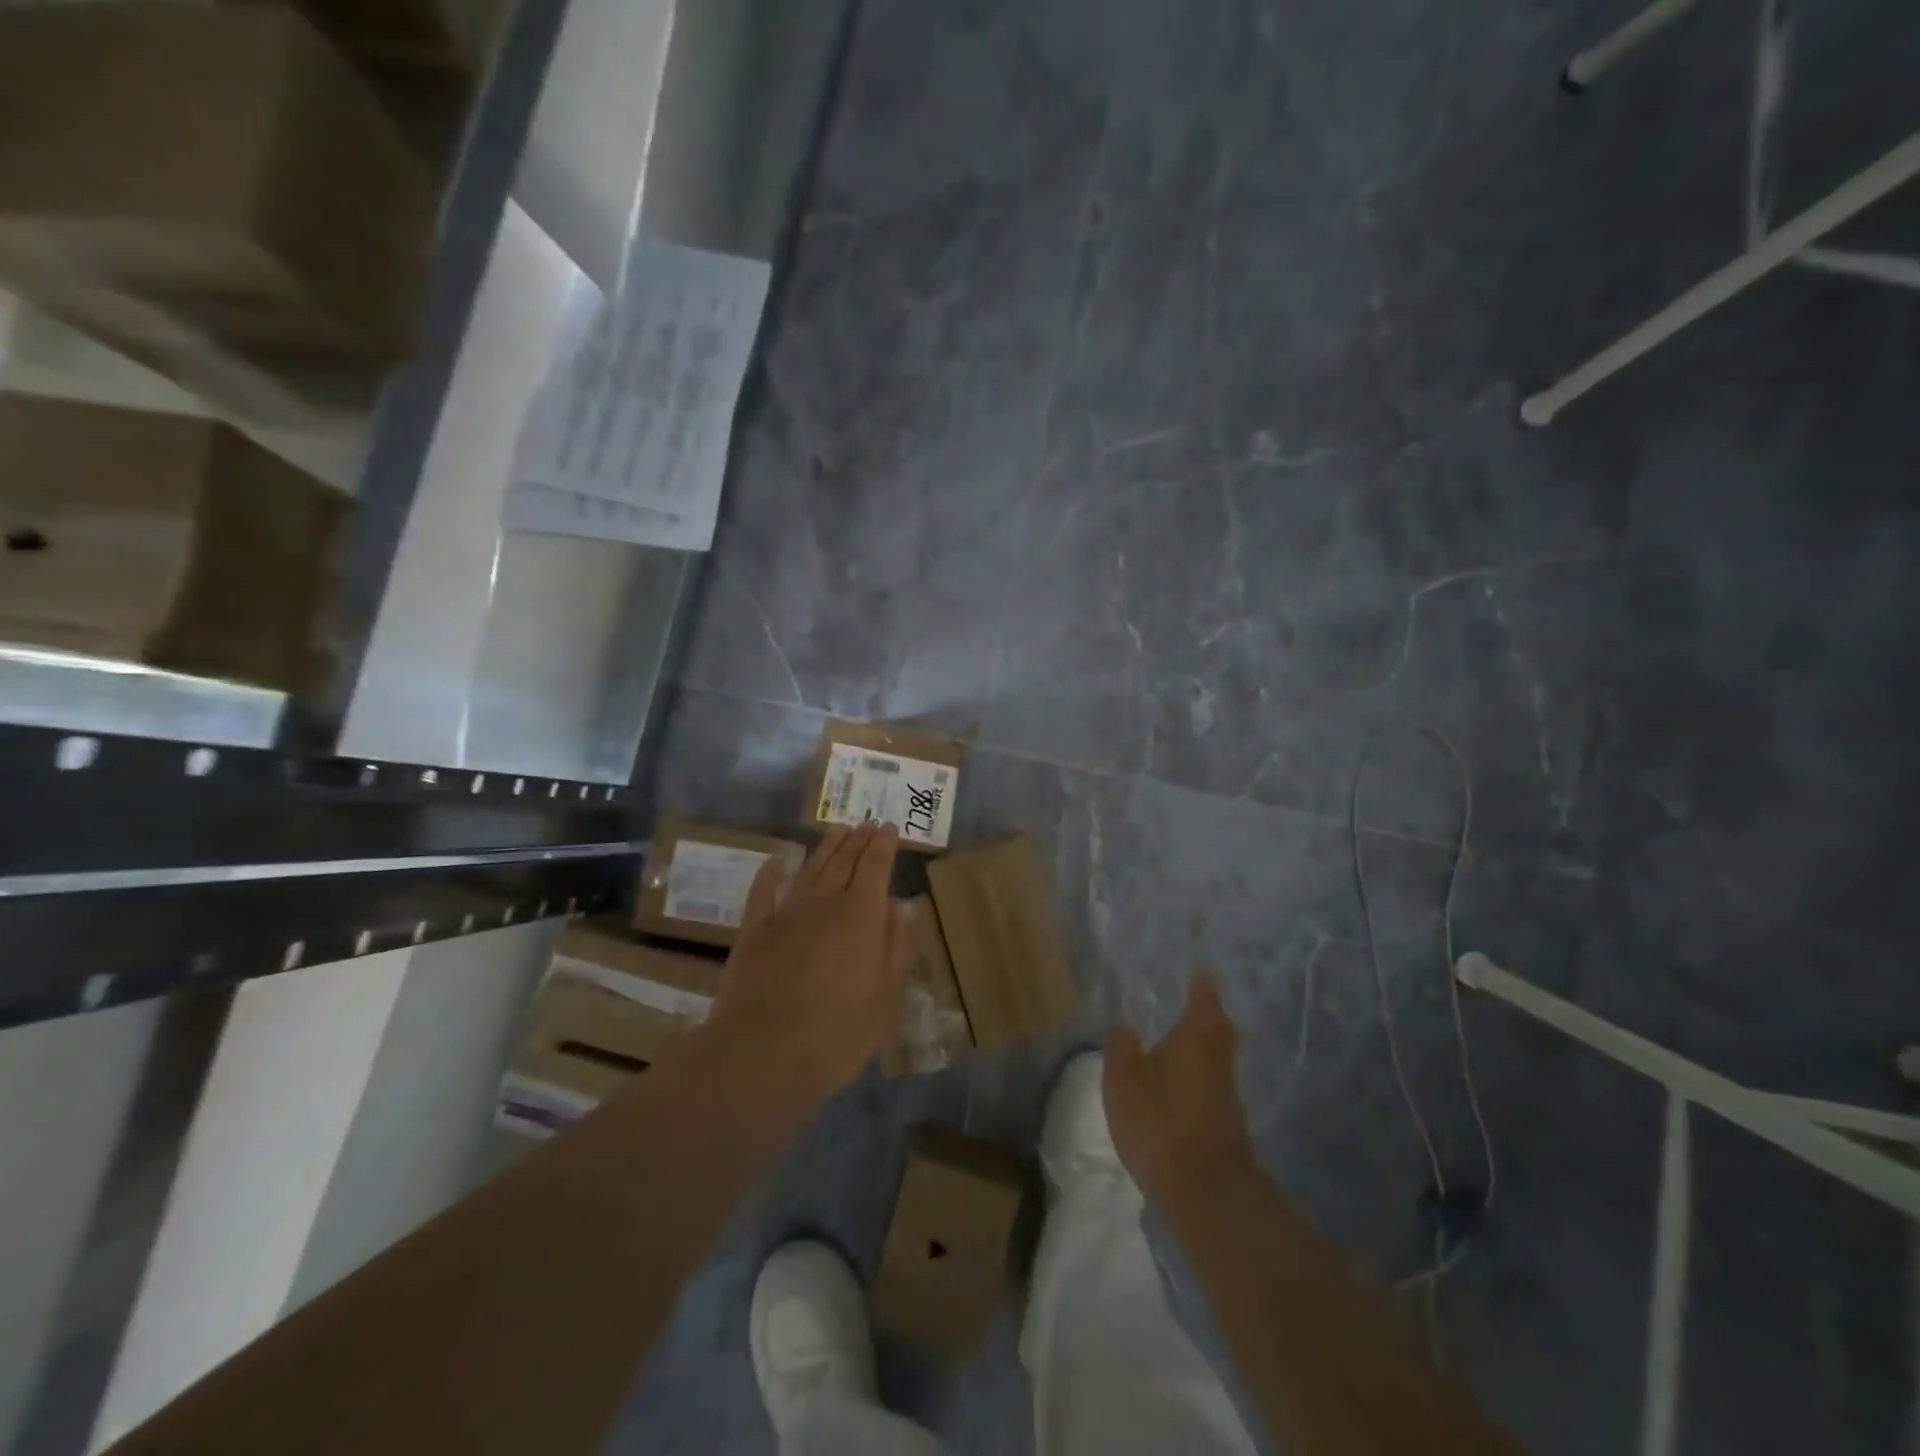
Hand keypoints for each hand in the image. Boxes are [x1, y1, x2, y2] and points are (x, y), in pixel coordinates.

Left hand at [707, 824, 911, 1104]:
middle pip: (843, 861)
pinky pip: (762, 893)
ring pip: (809, 869)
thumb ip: (895, 946)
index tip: (888, 827)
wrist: (764, 1055)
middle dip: (857, 840)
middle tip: (865, 823)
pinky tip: (777, 860)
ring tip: (837, 829)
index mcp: (861, 915)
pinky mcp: (753, 932)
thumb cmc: (838, 1033)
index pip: (875, 866)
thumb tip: (899, 906)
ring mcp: (785, 914)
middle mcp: (824, 903)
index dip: (883, 845)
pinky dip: (770, 873)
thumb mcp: (885, 996)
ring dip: (825, 847)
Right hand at [1104, 971, 1258, 1207]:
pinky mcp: (1228, 1121)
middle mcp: (1218, 1057)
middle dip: (1209, 1011)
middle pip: (1219, 1025)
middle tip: (1193, 999)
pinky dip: (1201, 1072)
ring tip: (1180, 1038)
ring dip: (1205, 1042)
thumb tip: (1124, 1024)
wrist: (1207, 1191)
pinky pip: (1214, 1081)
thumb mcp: (1123, 1081)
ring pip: (1219, 1054)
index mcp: (1195, 1036)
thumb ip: (1121, 1048)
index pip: (1203, 997)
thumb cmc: (1161, 1122)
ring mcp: (1227, 1091)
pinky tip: (1181, 1082)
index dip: (1201, 982)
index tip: (1198, 968)